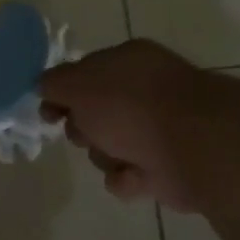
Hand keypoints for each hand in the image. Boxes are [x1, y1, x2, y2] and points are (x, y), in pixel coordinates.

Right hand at [39, 40, 214, 208]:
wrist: (195, 147)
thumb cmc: (131, 106)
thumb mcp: (79, 84)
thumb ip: (54, 83)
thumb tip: (43, 86)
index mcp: (128, 61)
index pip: (84, 73)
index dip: (62, 93)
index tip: (49, 113)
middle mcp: (144, 91)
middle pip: (93, 114)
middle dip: (83, 129)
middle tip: (86, 134)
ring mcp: (158, 129)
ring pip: (107, 148)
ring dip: (105, 156)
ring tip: (119, 157)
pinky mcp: (166, 166)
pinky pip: (127, 176)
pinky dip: (126, 179)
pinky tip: (135, 176)